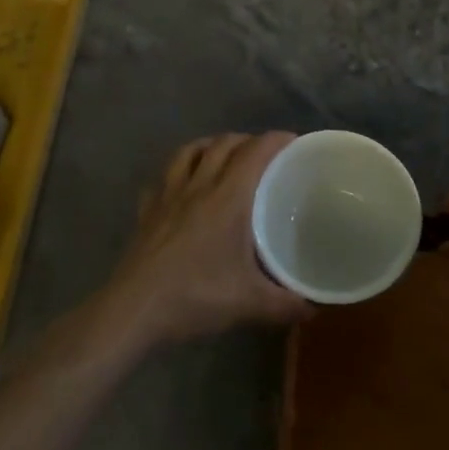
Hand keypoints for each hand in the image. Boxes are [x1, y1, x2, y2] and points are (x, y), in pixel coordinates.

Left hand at [95, 132, 310, 351]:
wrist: (134, 310)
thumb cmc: (195, 296)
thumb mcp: (249, 303)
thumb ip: (285, 304)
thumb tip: (314, 310)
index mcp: (226, 198)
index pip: (254, 153)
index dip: (275, 140)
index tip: (293, 141)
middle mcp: (197, 187)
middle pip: (222, 145)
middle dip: (246, 140)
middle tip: (264, 153)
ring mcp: (167, 196)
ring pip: (188, 152)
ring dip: (209, 145)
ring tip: (223, 155)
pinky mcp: (146, 212)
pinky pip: (162, 178)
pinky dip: (177, 172)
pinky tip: (181, 186)